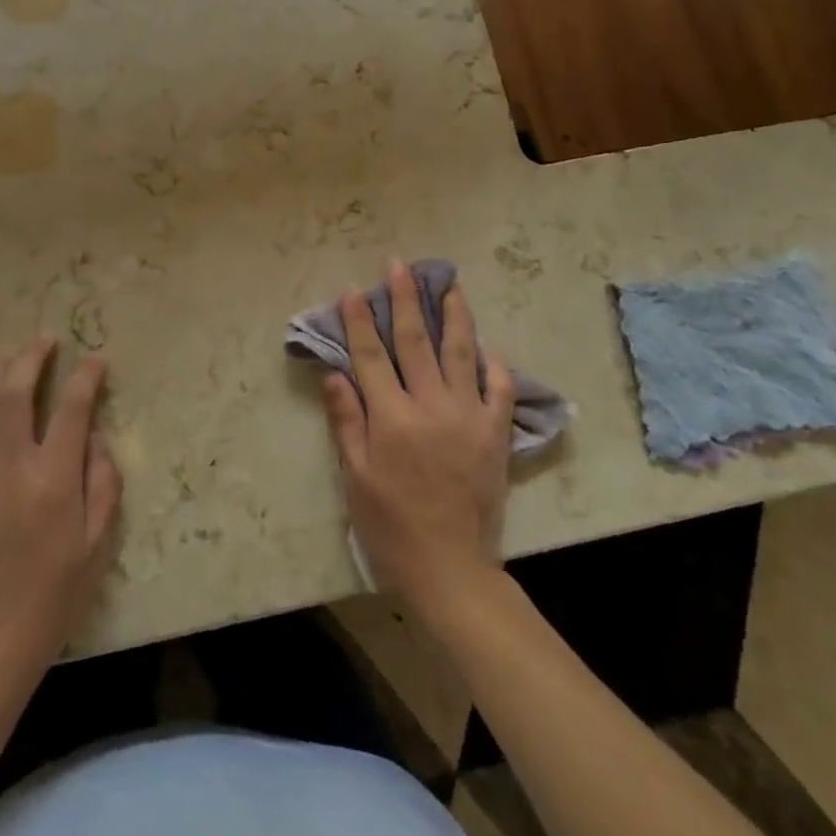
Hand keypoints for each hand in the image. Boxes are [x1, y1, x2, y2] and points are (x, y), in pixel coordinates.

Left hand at [0, 339, 121, 674]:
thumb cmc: (53, 596)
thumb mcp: (97, 543)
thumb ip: (103, 482)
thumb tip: (92, 438)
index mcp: (52, 479)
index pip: (71, 407)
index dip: (86, 376)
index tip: (96, 361)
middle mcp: (9, 467)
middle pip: (15, 392)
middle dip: (32, 358)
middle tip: (47, 342)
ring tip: (13, 361)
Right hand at [321, 261, 515, 617]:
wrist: (452, 568)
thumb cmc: (391, 524)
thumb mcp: (355, 477)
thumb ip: (346, 420)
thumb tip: (336, 372)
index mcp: (392, 418)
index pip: (371, 356)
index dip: (359, 321)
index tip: (353, 290)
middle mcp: (431, 406)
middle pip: (415, 342)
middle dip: (404, 300)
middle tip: (400, 266)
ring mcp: (469, 416)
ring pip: (461, 352)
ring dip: (453, 314)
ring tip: (448, 284)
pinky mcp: (495, 433)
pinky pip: (500, 388)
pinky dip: (493, 363)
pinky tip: (485, 344)